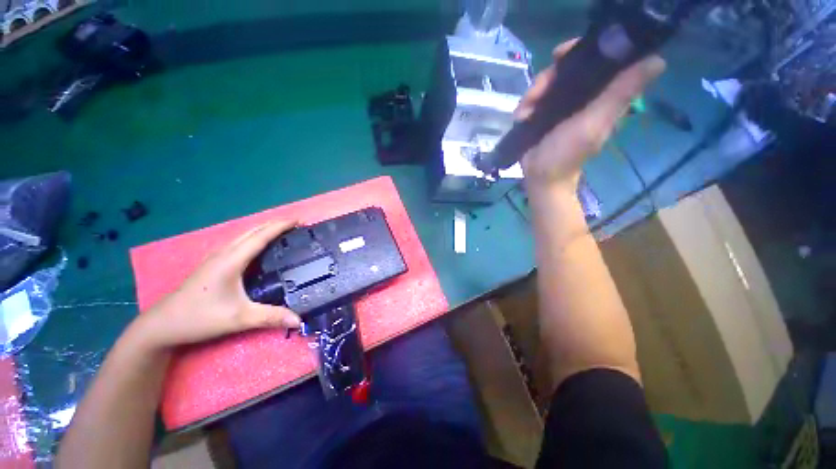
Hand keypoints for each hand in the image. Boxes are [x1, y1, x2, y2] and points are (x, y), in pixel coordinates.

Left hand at [135, 220, 301, 350]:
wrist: (162, 324)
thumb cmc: (200, 317)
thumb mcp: (239, 319)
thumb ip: (271, 317)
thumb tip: (300, 320)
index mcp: (231, 260)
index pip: (261, 236)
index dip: (281, 226)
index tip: (299, 221)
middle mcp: (224, 253)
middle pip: (253, 230)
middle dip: (275, 224)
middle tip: (296, 226)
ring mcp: (216, 257)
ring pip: (244, 235)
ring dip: (265, 229)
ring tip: (283, 232)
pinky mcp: (213, 263)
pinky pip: (239, 242)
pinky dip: (255, 237)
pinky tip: (259, 247)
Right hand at [516, 39, 665, 193]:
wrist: (541, 177)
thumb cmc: (568, 154)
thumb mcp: (594, 123)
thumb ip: (619, 95)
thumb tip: (657, 61)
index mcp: (603, 94)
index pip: (599, 59)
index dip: (582, 50)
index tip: (562, 54)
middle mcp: (583, 95)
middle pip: (566, 69)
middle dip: (548, 78)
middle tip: (536, 93)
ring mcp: (561, 105)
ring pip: (546, 83)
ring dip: (532, 95)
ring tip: (525, 113)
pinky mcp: (543, 114)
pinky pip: (533, 100)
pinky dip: (525, 106)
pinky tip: (521, 118)